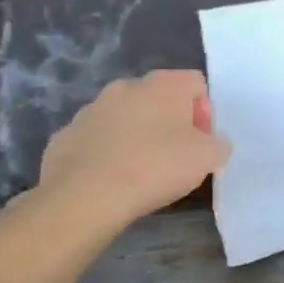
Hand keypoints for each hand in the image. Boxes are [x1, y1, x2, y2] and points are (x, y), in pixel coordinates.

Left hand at [35, 70, 230, 231]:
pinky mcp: (64, 136)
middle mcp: (126, 87)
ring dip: (137, 136)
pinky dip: (107, 153)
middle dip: (170, 122)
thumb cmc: (156, 167)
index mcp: (164, 84)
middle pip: (159, 98)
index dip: (204, 112)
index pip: (196, 84)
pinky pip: (97, 139)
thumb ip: (219, 143)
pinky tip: (112, 179)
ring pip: (126, 117)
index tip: (200, 141)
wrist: (85, 198)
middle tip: (175, 156)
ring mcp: (91, 110)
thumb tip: (211, 144)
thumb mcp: (210, 157)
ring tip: (141, 171)